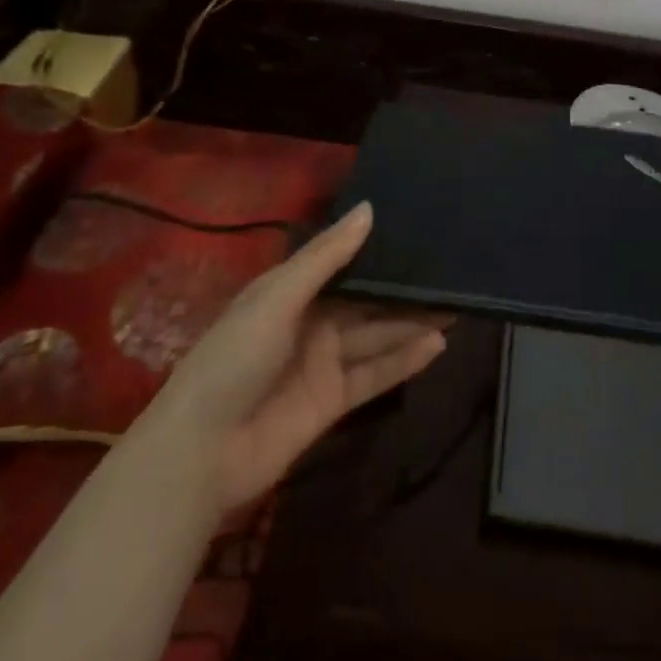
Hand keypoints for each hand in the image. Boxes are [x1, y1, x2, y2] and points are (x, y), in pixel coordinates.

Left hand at [157, 202, 449, 508]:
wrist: (202, 451)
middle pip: (367, 302)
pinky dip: (405, 361)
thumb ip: (326, 256)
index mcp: (292, 290)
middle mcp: (312, 322)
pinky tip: (438, 345)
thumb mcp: (277, 297)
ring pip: (377, 336)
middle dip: (405, 289)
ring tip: (457, 305)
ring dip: (413, 323)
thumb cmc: (234, 358)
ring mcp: (324, 362)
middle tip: (451, 272)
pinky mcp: (333, 400)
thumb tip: (370, 209)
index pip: (344, 263)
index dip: (378, 249)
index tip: (419, 231)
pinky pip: (376, 375)